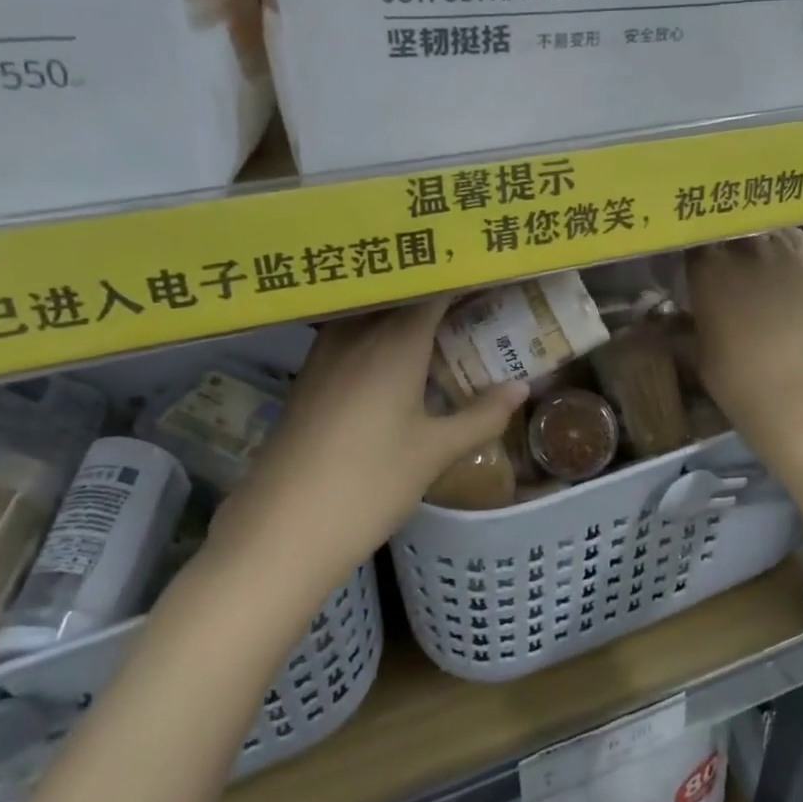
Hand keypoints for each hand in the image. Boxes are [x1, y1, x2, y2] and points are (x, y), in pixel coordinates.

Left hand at [208, 299, 526, 579]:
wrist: (281, 530)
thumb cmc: (368, 484)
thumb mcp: (435, 452)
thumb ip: (482, 415)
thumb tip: (521, 388)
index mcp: (395, 341)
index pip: (435, 288)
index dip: (464, 275)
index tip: (492, 271)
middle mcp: (357, 333)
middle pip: (402, 293)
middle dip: (439, 289)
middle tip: (478, 295)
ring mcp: (326, 353)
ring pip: (372, 312)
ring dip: (406, 309)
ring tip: (444, 319)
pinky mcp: (309, 377)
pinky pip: (352, 334)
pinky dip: (380, 331)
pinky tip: (398, 356)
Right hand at [686, 230, 802, 442]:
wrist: (795, 392)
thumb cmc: (735, 378)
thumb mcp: (696, 349)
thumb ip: (682, 323)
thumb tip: (665, 317)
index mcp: (707, 269)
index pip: (693, 240)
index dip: (692, 248)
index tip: (689, 260)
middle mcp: (743, 249)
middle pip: (727, 229)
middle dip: (722, 240)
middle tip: (721, 258)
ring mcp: (781, 252)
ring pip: (761, 227)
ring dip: (752, 236)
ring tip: (751, 251)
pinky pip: (795, 236)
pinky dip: (784, 239)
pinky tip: (780, 251)